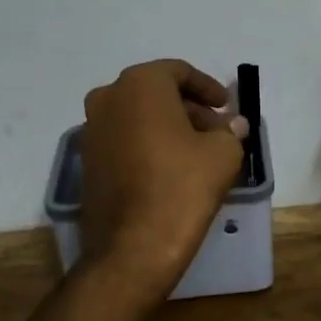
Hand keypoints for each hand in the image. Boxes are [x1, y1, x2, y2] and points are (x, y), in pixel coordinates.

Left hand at [79, 60, 248, 299]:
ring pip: (138, 116)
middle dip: (189, 108)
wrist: (133, 247)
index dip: (208, 87)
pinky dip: (148, 144)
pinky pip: (124, 139)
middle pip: (156, 93)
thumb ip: (229, 131)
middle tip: (216, 130)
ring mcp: (91, 130)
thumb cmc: (183, 187)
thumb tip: (232, 125)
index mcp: (141, 85)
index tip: (226, 107)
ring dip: (168, 126)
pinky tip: (171, 168)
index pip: (179, 72)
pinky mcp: (87, 161)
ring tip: (198, 151)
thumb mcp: (223, 153)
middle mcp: (108, 98)